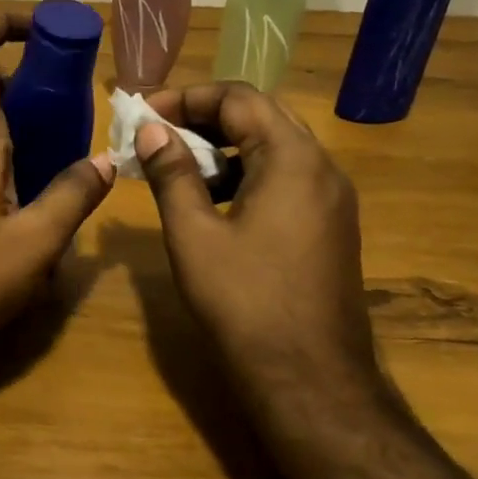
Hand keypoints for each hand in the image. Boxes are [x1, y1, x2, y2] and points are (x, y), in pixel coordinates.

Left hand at [0, 12, 114, 365]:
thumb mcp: (34, 244)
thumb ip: (73, 196)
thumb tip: (106, 161)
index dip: (0, 22)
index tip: (47, 31)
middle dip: (33, 74)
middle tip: (79, 97)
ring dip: (25, 113)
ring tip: (70, 141)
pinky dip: (12, 144)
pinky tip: (40, 184)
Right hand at [135, 83, 376, 382]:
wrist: (311, 380)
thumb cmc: (245, 302)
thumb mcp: (194, 234)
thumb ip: (172, 173)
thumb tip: (151, 129)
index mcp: (292, 159)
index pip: (239, 98)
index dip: (187, 97)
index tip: (145, 114)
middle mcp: (322, 168)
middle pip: (261, 117)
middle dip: (205, 117)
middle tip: (158, 133)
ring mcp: (332, 199)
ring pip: (274, 148)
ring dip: (224, 146)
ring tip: (178, 167)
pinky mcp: (330, 227)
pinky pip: (286, 179)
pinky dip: (246, 175)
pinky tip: (213, 203)